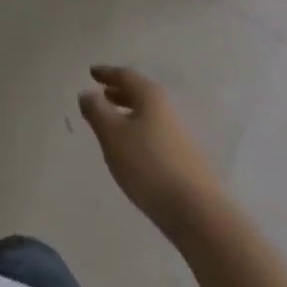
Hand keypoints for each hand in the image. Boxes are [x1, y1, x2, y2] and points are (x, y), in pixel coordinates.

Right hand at [79, 65, 223, 224]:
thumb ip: (96, 110)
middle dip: (119, 92)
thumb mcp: (112, 134)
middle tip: (102, 94)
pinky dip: (139, 132)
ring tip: (113, 123)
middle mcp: (168, 110)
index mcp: (150, 97)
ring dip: (129, 113)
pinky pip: (156, 134)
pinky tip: (132, 149)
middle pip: (140, 94)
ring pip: (149, 115)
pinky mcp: (186, 160)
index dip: (107, 73)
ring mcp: (180, 136)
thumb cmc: (148, 165)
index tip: (92, 73)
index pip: (125, 76)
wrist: (198, 213)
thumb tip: (88, 93)